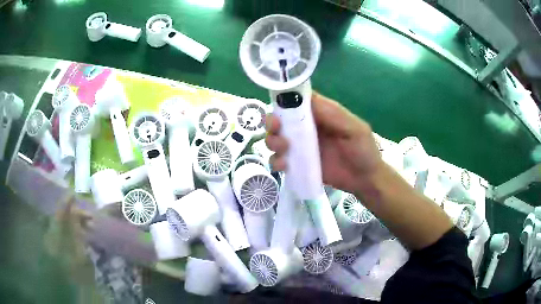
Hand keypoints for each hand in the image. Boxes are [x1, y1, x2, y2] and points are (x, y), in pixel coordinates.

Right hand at [265, 92, 383, 193]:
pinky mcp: (298, 165)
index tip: (279, 106)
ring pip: (277, 139)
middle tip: (276, 128)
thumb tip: (305, 99)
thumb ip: (334, 114)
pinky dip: (276, 161)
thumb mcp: (354, 128)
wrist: (365, 180)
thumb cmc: (364, 150)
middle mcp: (307, 128)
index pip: (298, 101)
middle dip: (273, 122)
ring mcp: (301, 147)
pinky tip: (284, 166)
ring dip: (273, 141)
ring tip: (283, 149)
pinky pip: (280, 160)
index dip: (285, 100)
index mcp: (321, 114)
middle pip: (282, 119)